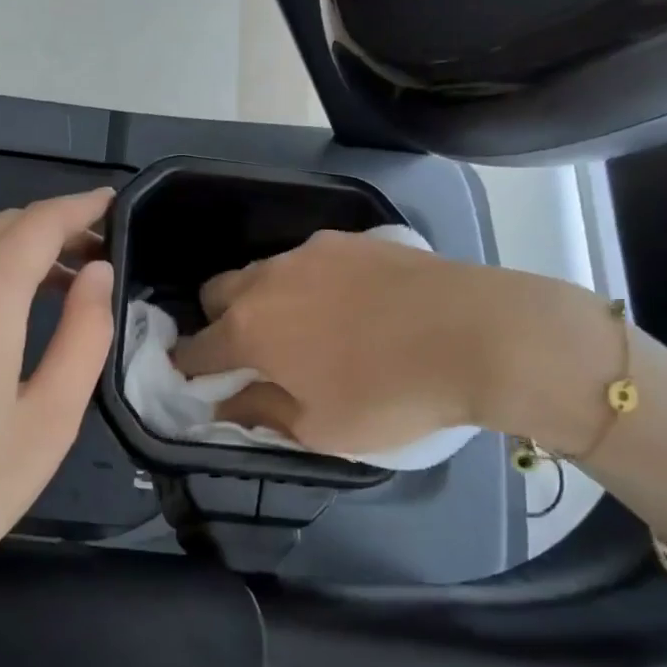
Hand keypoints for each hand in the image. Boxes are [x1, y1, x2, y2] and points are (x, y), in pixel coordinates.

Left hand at [0, 189, 114, 652]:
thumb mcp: (50, 419)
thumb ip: (85, 333)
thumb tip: (98, 274)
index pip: (38, 223)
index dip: (80, 207)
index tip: (112, 203)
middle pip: (1, 227)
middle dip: (53, 229)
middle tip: (98, 255)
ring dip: (17, 253)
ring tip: (61, 285)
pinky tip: (2, 315)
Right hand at [172, 229, 576, 453]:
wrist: (476, 334)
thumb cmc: (390, 394)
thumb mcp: (320, 428)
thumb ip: (261, 412)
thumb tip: (226, 402)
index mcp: (249, 329)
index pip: (194, 349)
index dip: (190, 371)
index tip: (200, 384)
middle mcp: (267, 279)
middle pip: (216, 294)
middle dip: (219, 323)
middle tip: (254, 355)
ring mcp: (310, 252)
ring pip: (263, 272)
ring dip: (265, 300)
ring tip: (308, 328)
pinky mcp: (351, 239)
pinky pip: (309, 261)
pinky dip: (309, 283)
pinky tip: (351, 306)